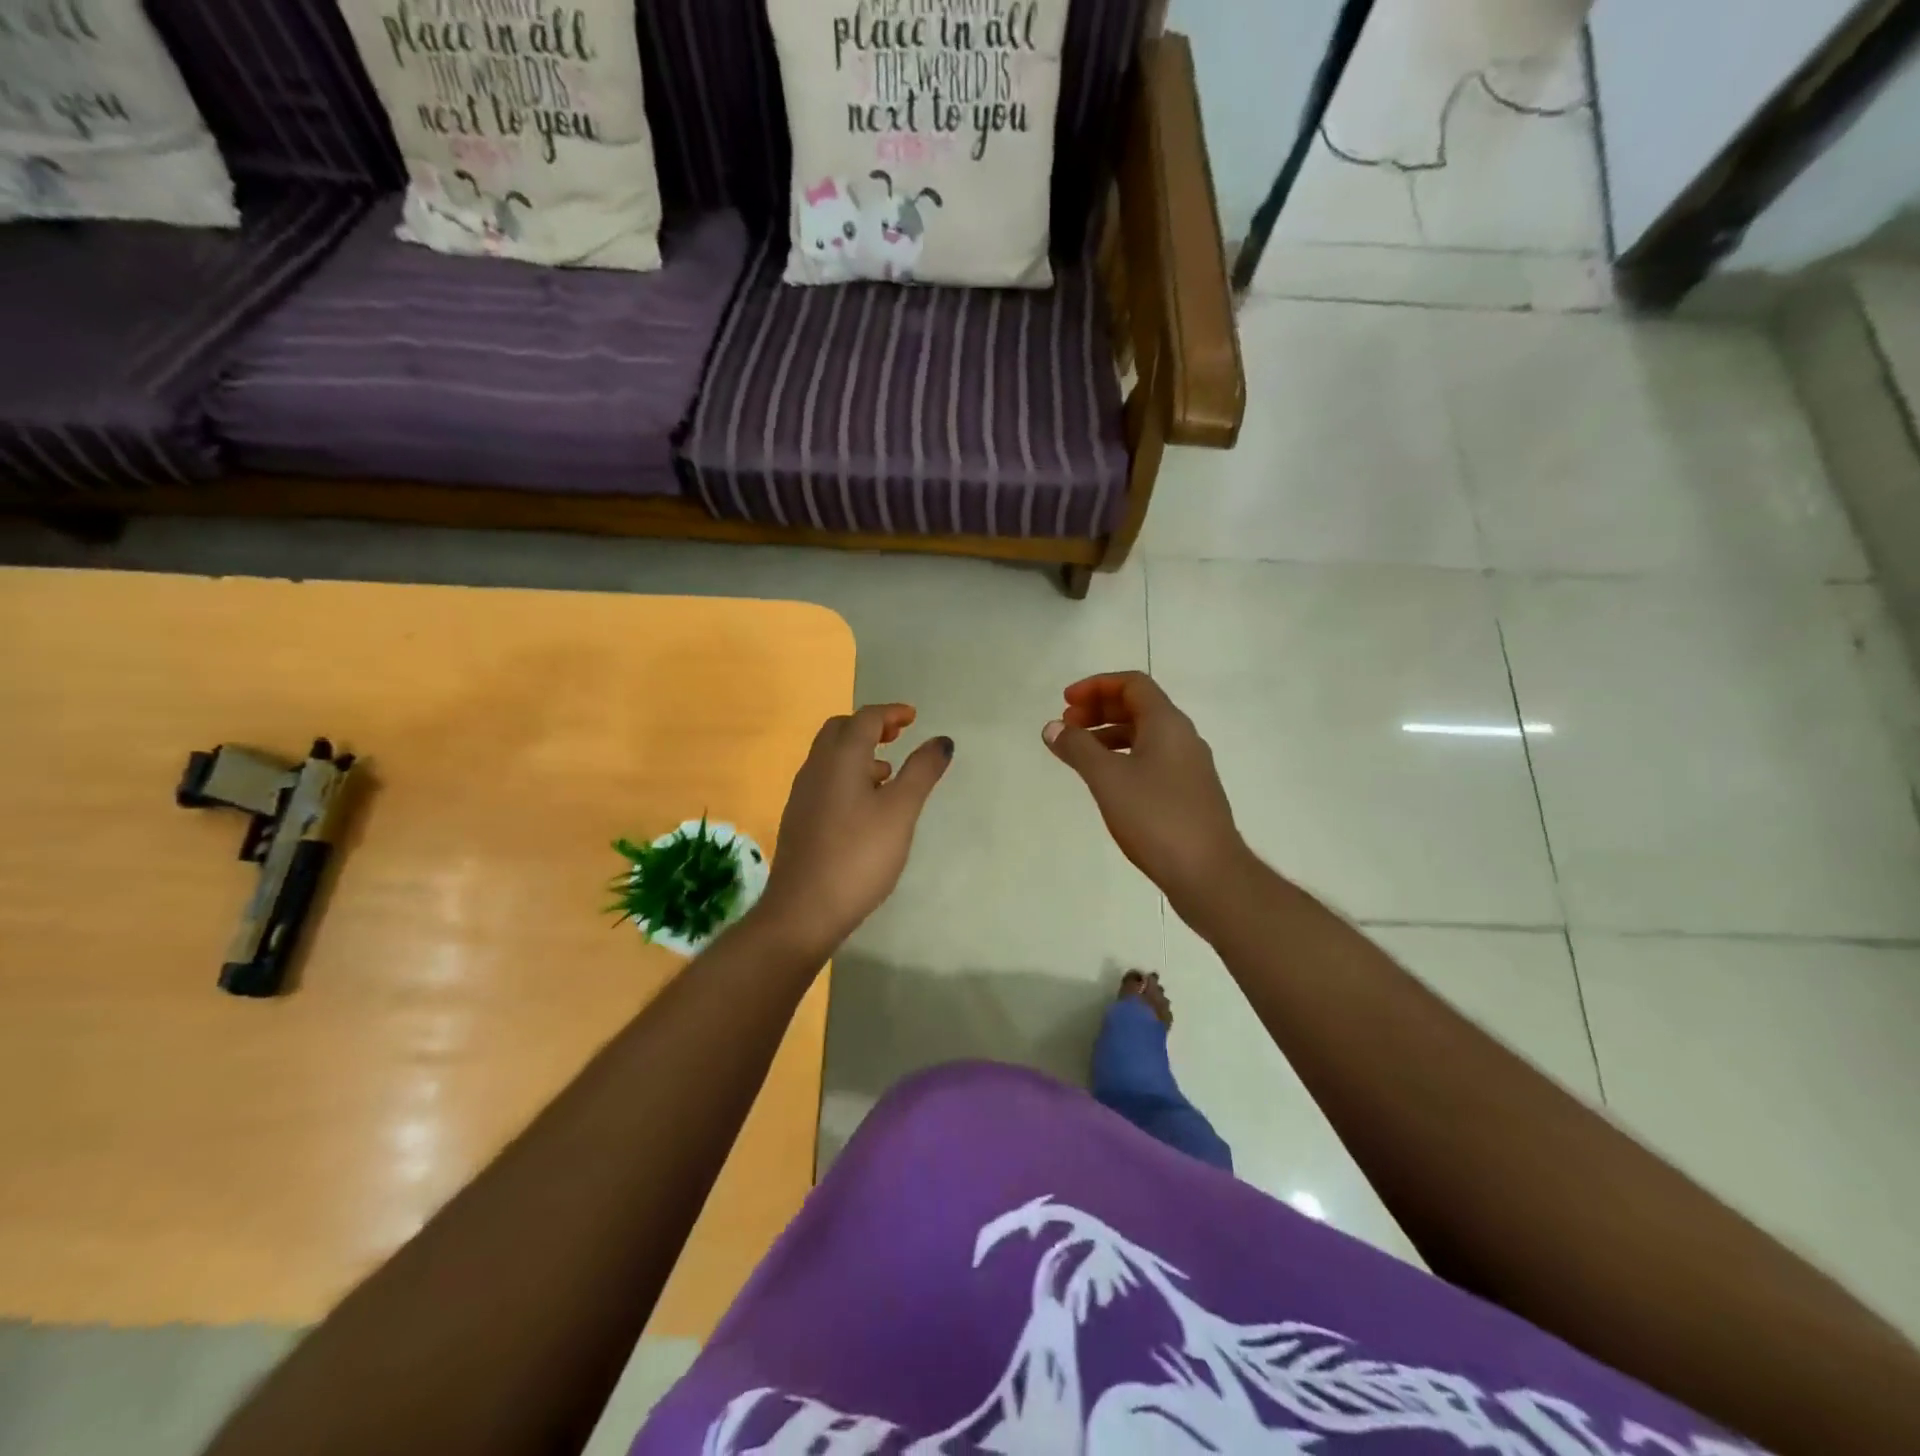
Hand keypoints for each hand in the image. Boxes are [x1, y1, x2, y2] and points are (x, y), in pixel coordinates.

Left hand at [755, 705, 952, 956]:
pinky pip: (825, 780)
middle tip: (897, 736)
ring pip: (830, 757)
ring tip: (888, 772)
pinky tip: (866, 806)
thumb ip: (921, 771)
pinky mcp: (800, 820)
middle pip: (840, 731)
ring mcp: (803, 795)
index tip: (913, 717)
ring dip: (859, 752)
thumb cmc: (859, 855)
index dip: (891, 713)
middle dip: (870, 726)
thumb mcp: (900, 811)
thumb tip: (941, 740)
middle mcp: (816, 768)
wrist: (804, 909)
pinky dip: (848, 775)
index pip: (865, 719)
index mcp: (840, 758)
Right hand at [1043, 672, 1247, 914]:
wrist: (1208, 873)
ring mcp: (1189, 767)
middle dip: (1100, 709)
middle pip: (1139, 707)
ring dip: (1110, 735)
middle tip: (1068, 726)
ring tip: (1079, 754)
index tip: (1066, 702)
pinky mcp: (1189, 794)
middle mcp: (1183, 737)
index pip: (1132, 684)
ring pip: (1145, 736)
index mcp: (1168, 724)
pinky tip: (1107, 782)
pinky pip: (1152, 760)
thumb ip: (1078, 748)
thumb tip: (1053, 727)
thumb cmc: (1156, 818)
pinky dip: (1124, 758)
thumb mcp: (1107, 779)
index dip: (1096, 686)